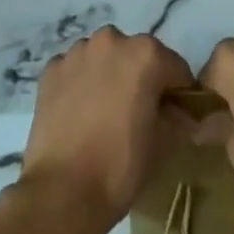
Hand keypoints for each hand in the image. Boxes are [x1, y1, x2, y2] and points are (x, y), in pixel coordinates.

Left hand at [19, 27, 193, 233]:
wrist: (61, 193)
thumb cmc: (119, 167)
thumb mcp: (161, 146)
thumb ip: (176, 120)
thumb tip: (182, 115)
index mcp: (145, 54)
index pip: (175, 68)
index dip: (179, 93)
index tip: (176, 116)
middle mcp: (112, 39)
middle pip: (136, 56)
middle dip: (141, 80)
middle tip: (137, 116)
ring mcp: (78, 51)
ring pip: (103, 59)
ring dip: (108, 77)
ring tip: (103, 115)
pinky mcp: (52, 68)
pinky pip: (75, 70)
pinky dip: (80, 85)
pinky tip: (78, 116)